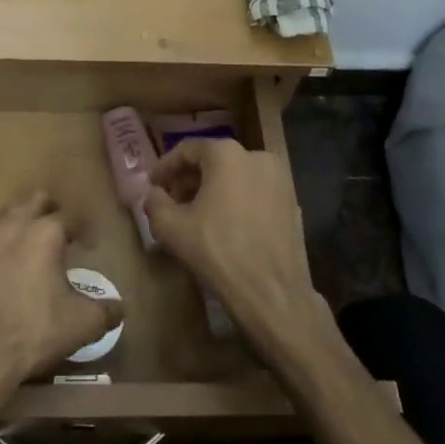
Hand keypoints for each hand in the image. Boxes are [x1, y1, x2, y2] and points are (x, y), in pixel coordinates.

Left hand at [0, 194, 122, 388]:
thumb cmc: (35, 330)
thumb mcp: (82, 324)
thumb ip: (105, 311)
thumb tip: (118, 308)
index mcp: (45, 233)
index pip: (70, 216)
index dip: (84, 229)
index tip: (91, 246)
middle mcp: (14, 227)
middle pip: (35, 201)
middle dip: (51, 212)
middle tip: (62, 234)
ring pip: (7, 217)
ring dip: (22, 225)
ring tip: (33, 248)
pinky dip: (0, 249)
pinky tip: (6, 272)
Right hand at [146, 139, 323, 343]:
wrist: (271, 293)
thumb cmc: (217, 252)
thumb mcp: (170, 227)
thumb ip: (155, 202)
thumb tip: (154, 194)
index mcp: (226, 154)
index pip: (187, 150)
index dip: (165, 167)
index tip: (152, 185)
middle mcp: (256, 157)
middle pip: (213, 161)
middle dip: (189, 180)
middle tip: (171, 202)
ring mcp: (279, 180)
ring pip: (235, 177)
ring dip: (212, 191)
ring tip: (196, 216)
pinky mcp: (292, 204)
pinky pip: (254, 194)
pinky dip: (236, 202)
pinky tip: (224, 226)